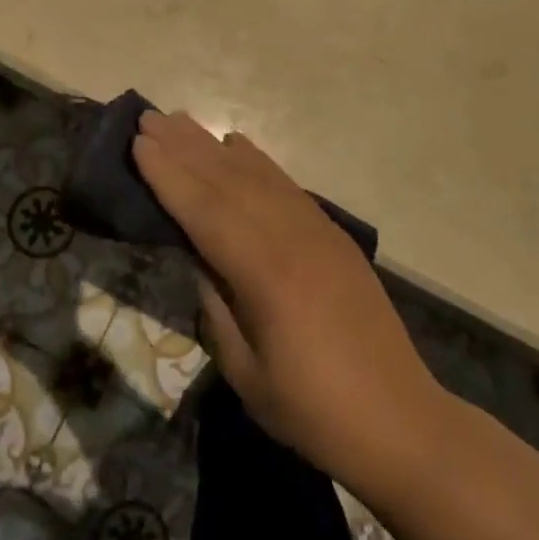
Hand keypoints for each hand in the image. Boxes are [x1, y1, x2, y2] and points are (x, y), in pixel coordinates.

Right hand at [132, 109, 447, 492]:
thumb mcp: (246, 370)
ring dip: (214, 146)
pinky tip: (237, 145)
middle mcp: (291, 237)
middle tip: (147, 117)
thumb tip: (197, 257)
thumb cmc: (312, 409)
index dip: (168, 176)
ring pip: (256, 175)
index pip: (205, 211)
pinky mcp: (333, 235)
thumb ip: (216, 305)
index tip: (138, 143)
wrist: (400, 421)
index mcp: (265, 274)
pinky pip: (286, 185)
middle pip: (228, 181)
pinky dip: (257, 161)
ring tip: (181, 120)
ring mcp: (317, 231)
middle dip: (184, 148)